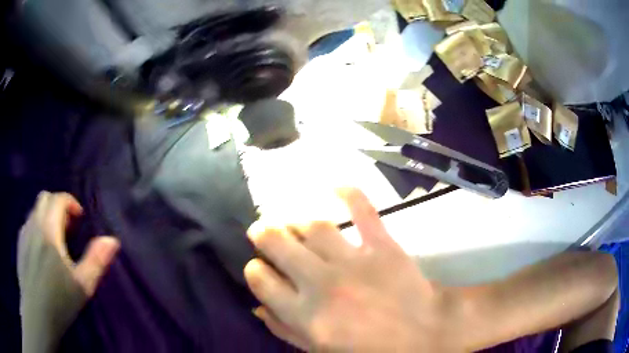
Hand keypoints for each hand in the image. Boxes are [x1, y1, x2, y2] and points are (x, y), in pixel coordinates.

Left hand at [17, 192, 119, 352]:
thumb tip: (112, 240)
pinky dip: (37, 227)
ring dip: (47, 216)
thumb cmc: (59, 302)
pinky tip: (42, 250)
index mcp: (48, 230)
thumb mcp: (82, 285)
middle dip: (58, 205)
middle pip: (44, 199)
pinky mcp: (19, 244)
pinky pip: (28, 224)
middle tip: (68, 228)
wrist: (36, 314)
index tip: (79, 217)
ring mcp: (24, 233)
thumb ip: (96, 260)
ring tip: (55, 240)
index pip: (58, 199)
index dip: (71, 202)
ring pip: (35, 211)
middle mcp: (33, 224)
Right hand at [244, 188, 453, 351]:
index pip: (262, 281)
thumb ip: (287, 331)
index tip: (258, 267)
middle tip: (261, 230)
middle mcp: (322, 283)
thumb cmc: (371, 350)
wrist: (423, 336)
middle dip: (264, 234)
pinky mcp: (383, 245)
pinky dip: (350, 193)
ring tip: (290, 222)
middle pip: (279, 245)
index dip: (254, 270)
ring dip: (296, 220)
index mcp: (306, 315)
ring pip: (313, 226)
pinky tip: (335, 185)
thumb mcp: (321, 352)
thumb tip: (260, 307)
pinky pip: (363, 211)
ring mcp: (353, 261)